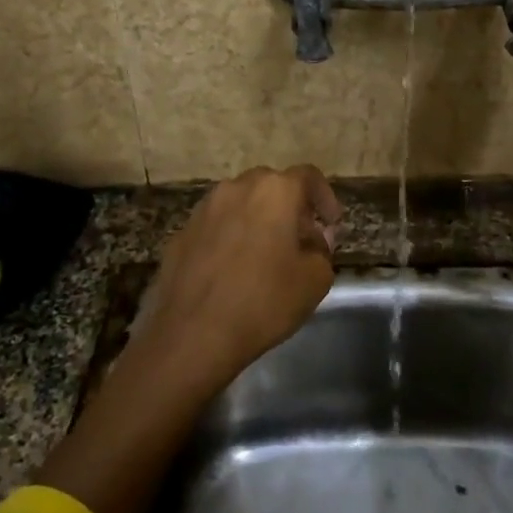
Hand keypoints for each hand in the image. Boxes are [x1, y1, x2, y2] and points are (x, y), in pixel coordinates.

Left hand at [132, 165, 341, 392]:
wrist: (192, 335)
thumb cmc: (263, 302)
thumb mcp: (315, 280)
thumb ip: (323, 250)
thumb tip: (314, 239)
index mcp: (275, 191)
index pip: (308, 176)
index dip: (325, 197)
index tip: (331, 224)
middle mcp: (237, 188)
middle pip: (272, 186)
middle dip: (290, 207)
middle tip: (301, 239)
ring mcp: (204, 209)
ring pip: (240, 203)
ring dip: (258, 219)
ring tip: (265, 254)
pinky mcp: (181, 233)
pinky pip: (216, 226)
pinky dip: (230, 237)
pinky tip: (232, 270)